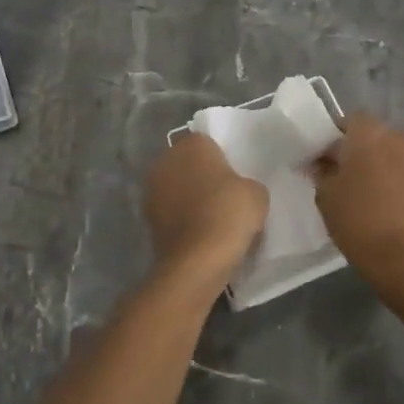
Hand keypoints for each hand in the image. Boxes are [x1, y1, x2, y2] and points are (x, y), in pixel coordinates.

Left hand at [142, 133, 267, 295]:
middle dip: (202, 177)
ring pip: (177, 188)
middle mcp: (166, 160)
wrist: (197, 260)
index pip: (208, 143)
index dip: (222, 160)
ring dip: (189, 198)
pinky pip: (171, 212)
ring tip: (213, 219)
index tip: (235, 179)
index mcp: (192, 144)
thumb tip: (237, 191)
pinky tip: (200, 234)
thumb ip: (246, 183)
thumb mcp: (257, 193)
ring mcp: (152, 189)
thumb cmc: (229, 213)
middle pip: (188, 164)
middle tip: (225, 197)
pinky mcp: (147, 218)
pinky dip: (182, 219)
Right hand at [313, 113, 403, 295]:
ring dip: (400, 157)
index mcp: (365, 136)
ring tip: (396, 184)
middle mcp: (398, 134)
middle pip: (381, 133)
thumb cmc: (358, 226)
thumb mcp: (326, 198)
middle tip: (363, 176)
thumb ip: (322, 172)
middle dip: (371, 149)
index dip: (344, 136)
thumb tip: (322, 161)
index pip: (352, 120)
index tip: (337, 157)